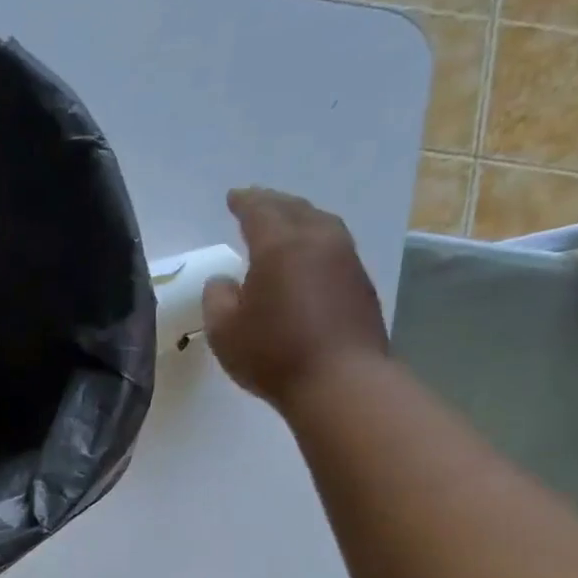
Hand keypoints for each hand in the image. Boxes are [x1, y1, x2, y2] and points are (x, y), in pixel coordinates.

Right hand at [206, 189, 389, 408]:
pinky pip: (334, 247)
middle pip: (295, 209)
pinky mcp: (360, 284)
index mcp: (279, 246)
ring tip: (284, 224)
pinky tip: (305, 257)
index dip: (244, 202)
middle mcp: (318, 242)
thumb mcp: (224, 330)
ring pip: (321, 224)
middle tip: (256, 202)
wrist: (340, 381)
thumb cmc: (273, 353)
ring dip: (299, 218)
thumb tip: (224, 280)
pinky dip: (314, 242)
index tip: (233, 196)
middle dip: (273, 203)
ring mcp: (345, 261)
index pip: (259, 211)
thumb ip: (217, 298)